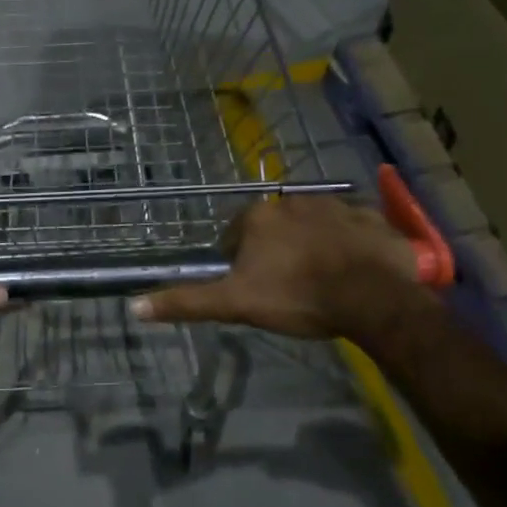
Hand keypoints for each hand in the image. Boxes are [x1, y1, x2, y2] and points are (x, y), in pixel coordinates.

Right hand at [131, 194, 424, 341]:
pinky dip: (352, 245)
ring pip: (315, 225)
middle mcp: (294, 200)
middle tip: (287, 286)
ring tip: (321, 280)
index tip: (253, 286)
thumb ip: (187, 302)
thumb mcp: (236, 303)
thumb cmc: (297, 296)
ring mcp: (337, 206)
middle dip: (277, 250)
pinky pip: (354, 229)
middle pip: (276, 227)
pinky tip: (355, 270)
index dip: (240, 261)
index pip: (236, 234)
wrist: (372, 298)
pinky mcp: (372, 219)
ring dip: (313, 244)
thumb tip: (134, 306)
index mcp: (259, 216)